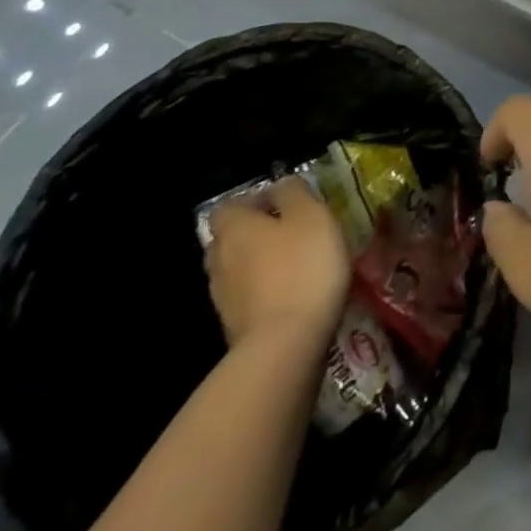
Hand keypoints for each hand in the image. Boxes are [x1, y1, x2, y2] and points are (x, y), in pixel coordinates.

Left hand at [205, 175, 351, 349]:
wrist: (286, 345)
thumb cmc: (302, 266)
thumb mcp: (311, 214)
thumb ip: (294, 192)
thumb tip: (281, 185)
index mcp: (234, 228)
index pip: (229, 205)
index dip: (255, 199)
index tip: (287, 203)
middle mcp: (219, 259)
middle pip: (231, 237)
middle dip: (257, 233)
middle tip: (292, 232)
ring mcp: (223, 297)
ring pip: (239, 269)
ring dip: (261, 264)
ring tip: (296, 265)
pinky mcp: (235, 327)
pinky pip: (248, 297)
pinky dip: (265, 291)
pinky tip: (293, 294)